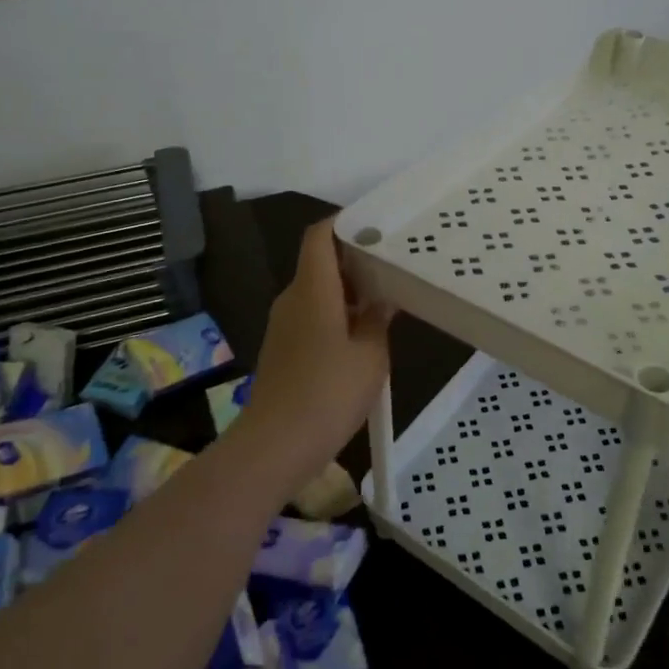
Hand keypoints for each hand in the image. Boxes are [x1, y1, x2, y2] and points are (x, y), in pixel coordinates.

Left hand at [234, 220, 392, 479]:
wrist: (276, 445)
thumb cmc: (329, 393)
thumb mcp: (371, 356)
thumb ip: (378, 321)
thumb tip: (382, 301)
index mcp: (313, 289)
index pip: (319, 236)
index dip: (343, 223)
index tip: (375, 224)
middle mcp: (293, 299)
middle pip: (320, 262)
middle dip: (355, 259)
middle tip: (392, 264)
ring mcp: (284, 324)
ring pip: (317, 291)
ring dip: (348, 291)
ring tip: (385, 299)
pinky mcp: (282, 348)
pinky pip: (311, 316)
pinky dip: (336, 315)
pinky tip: (362, 335)